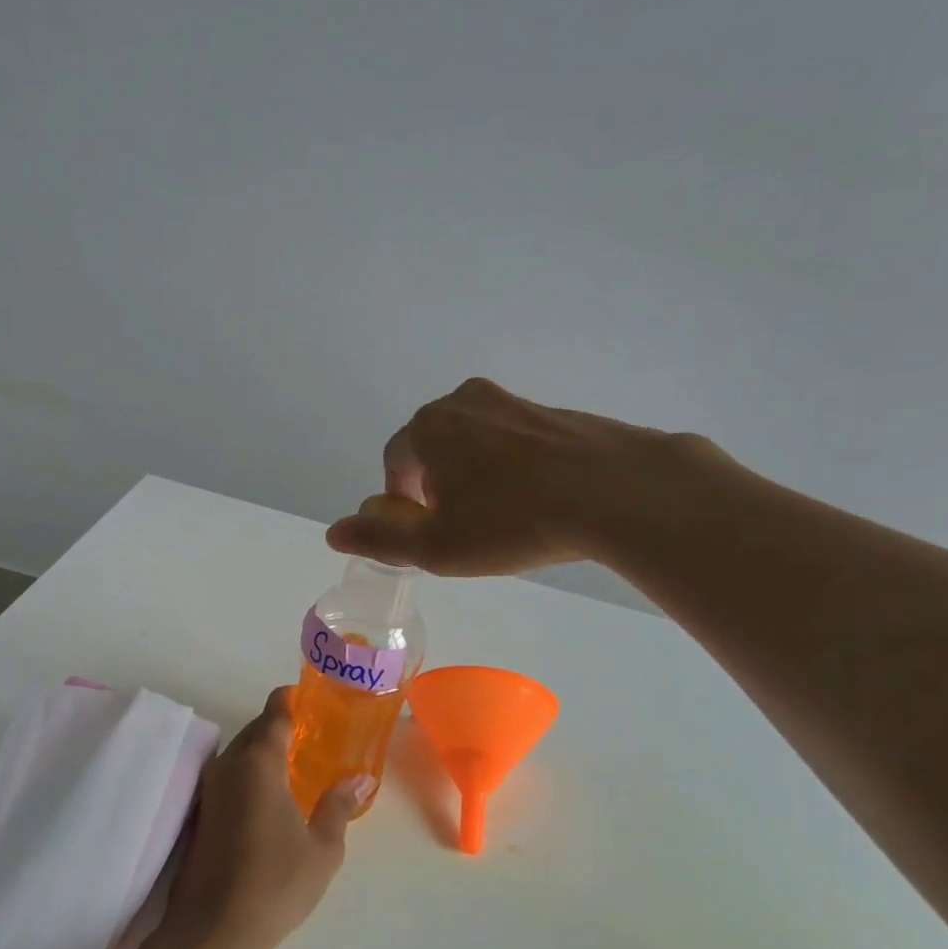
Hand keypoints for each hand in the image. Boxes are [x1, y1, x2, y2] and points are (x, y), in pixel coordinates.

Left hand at [161, 688, 363, 948]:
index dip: (290, 700)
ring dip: (262, 753)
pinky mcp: (198, 816)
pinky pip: (228, 778)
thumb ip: (337, 806)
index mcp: (258, 763)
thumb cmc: (275, 883)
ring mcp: (208, 791)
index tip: (308, 698)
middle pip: (254, 731)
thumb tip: (357, 779)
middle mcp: (228, 766)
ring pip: (238, 755)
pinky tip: (267, 800)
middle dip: (278, 728)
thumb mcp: (322, 848)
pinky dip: (248, 776)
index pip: (273, 713)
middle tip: (309, 738)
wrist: (212, 932)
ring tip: (292, 768)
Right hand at [325, 377, 730, 575]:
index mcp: (426, 428)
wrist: (614, 490)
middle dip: (438, 488)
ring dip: (475, 477)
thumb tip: (333, 532)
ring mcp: (510, 401)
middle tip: (467, 529)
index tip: (432, 534)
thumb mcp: (437, 547)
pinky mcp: (550, 410)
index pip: (395, 465)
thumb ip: (379, 539)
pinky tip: (537, 499)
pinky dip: (512, 468)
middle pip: (433, 449)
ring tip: (505, 516)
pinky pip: (513, 441)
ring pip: (474, 443)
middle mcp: (461, 402)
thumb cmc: (512, 522)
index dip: (405, 504)